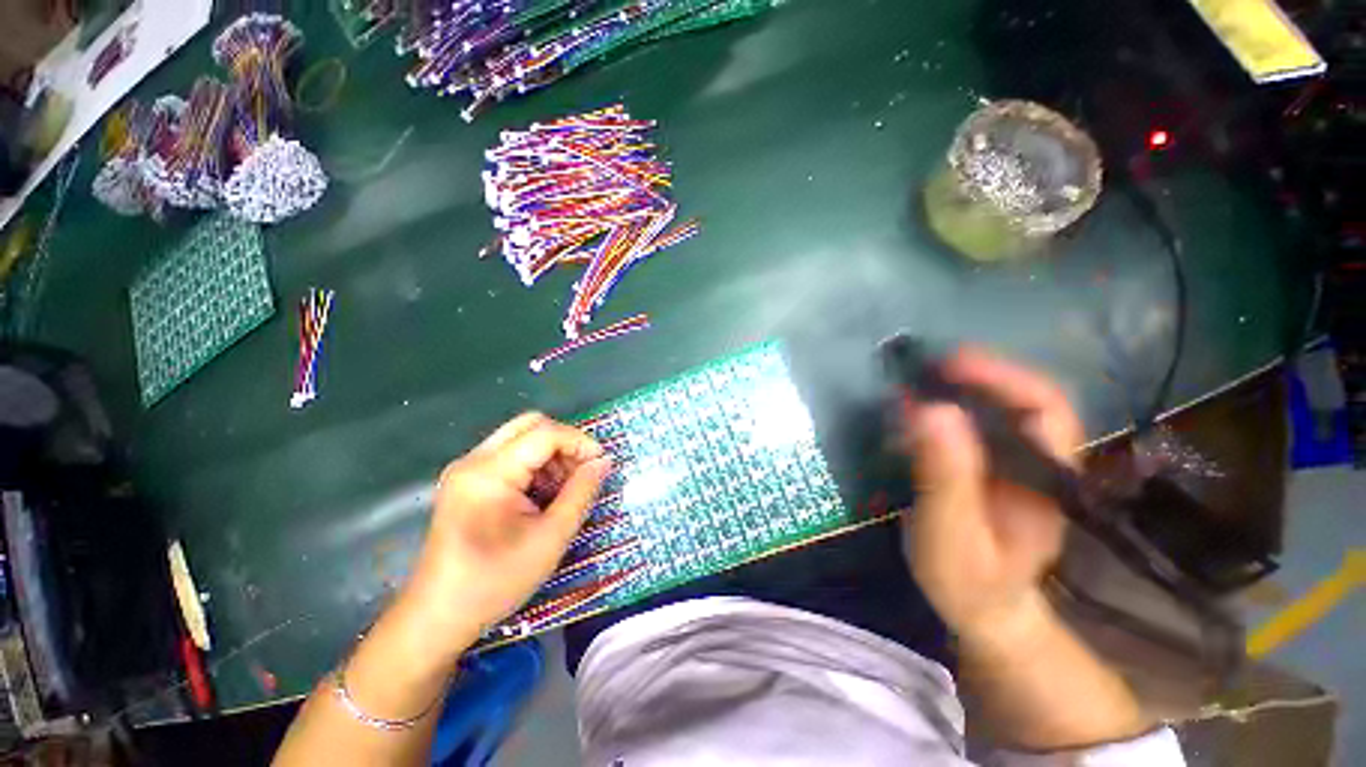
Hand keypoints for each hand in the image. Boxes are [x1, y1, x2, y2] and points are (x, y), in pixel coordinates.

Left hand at [400, 412, 611, 653]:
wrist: (437, 617)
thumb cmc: (495, 582)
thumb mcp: (551, 538)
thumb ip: (581, 493)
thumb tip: (603, 462)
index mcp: (489, 473)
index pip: (544, 433)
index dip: (579, 442)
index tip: (601, 463)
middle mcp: (474, 461)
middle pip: (530, 425)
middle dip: (565, 442)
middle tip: (583, 470)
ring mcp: (467, 469)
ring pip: (521, 437)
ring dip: (551, 453)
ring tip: (566, 487)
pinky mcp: (467, 481)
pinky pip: (510, 455)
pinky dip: (535, 465)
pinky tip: (544, 493)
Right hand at [901, 348, 1082, 644]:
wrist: (983, 608)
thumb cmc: (969, 581)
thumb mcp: (950, 535)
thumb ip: (944, 477)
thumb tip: (931, 410)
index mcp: (1046, 479)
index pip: (1044, 408)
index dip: (1001, 377)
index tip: (949, 364)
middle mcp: (1039, 462)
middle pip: (1022, 398)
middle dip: (977, 375)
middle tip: (925, 367)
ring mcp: (1016, 463)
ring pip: (999, 408)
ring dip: (959, 387)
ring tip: (916, 381)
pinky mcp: (990, 467)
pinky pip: (974, 425)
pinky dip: (945, 407)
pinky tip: (916, 409)